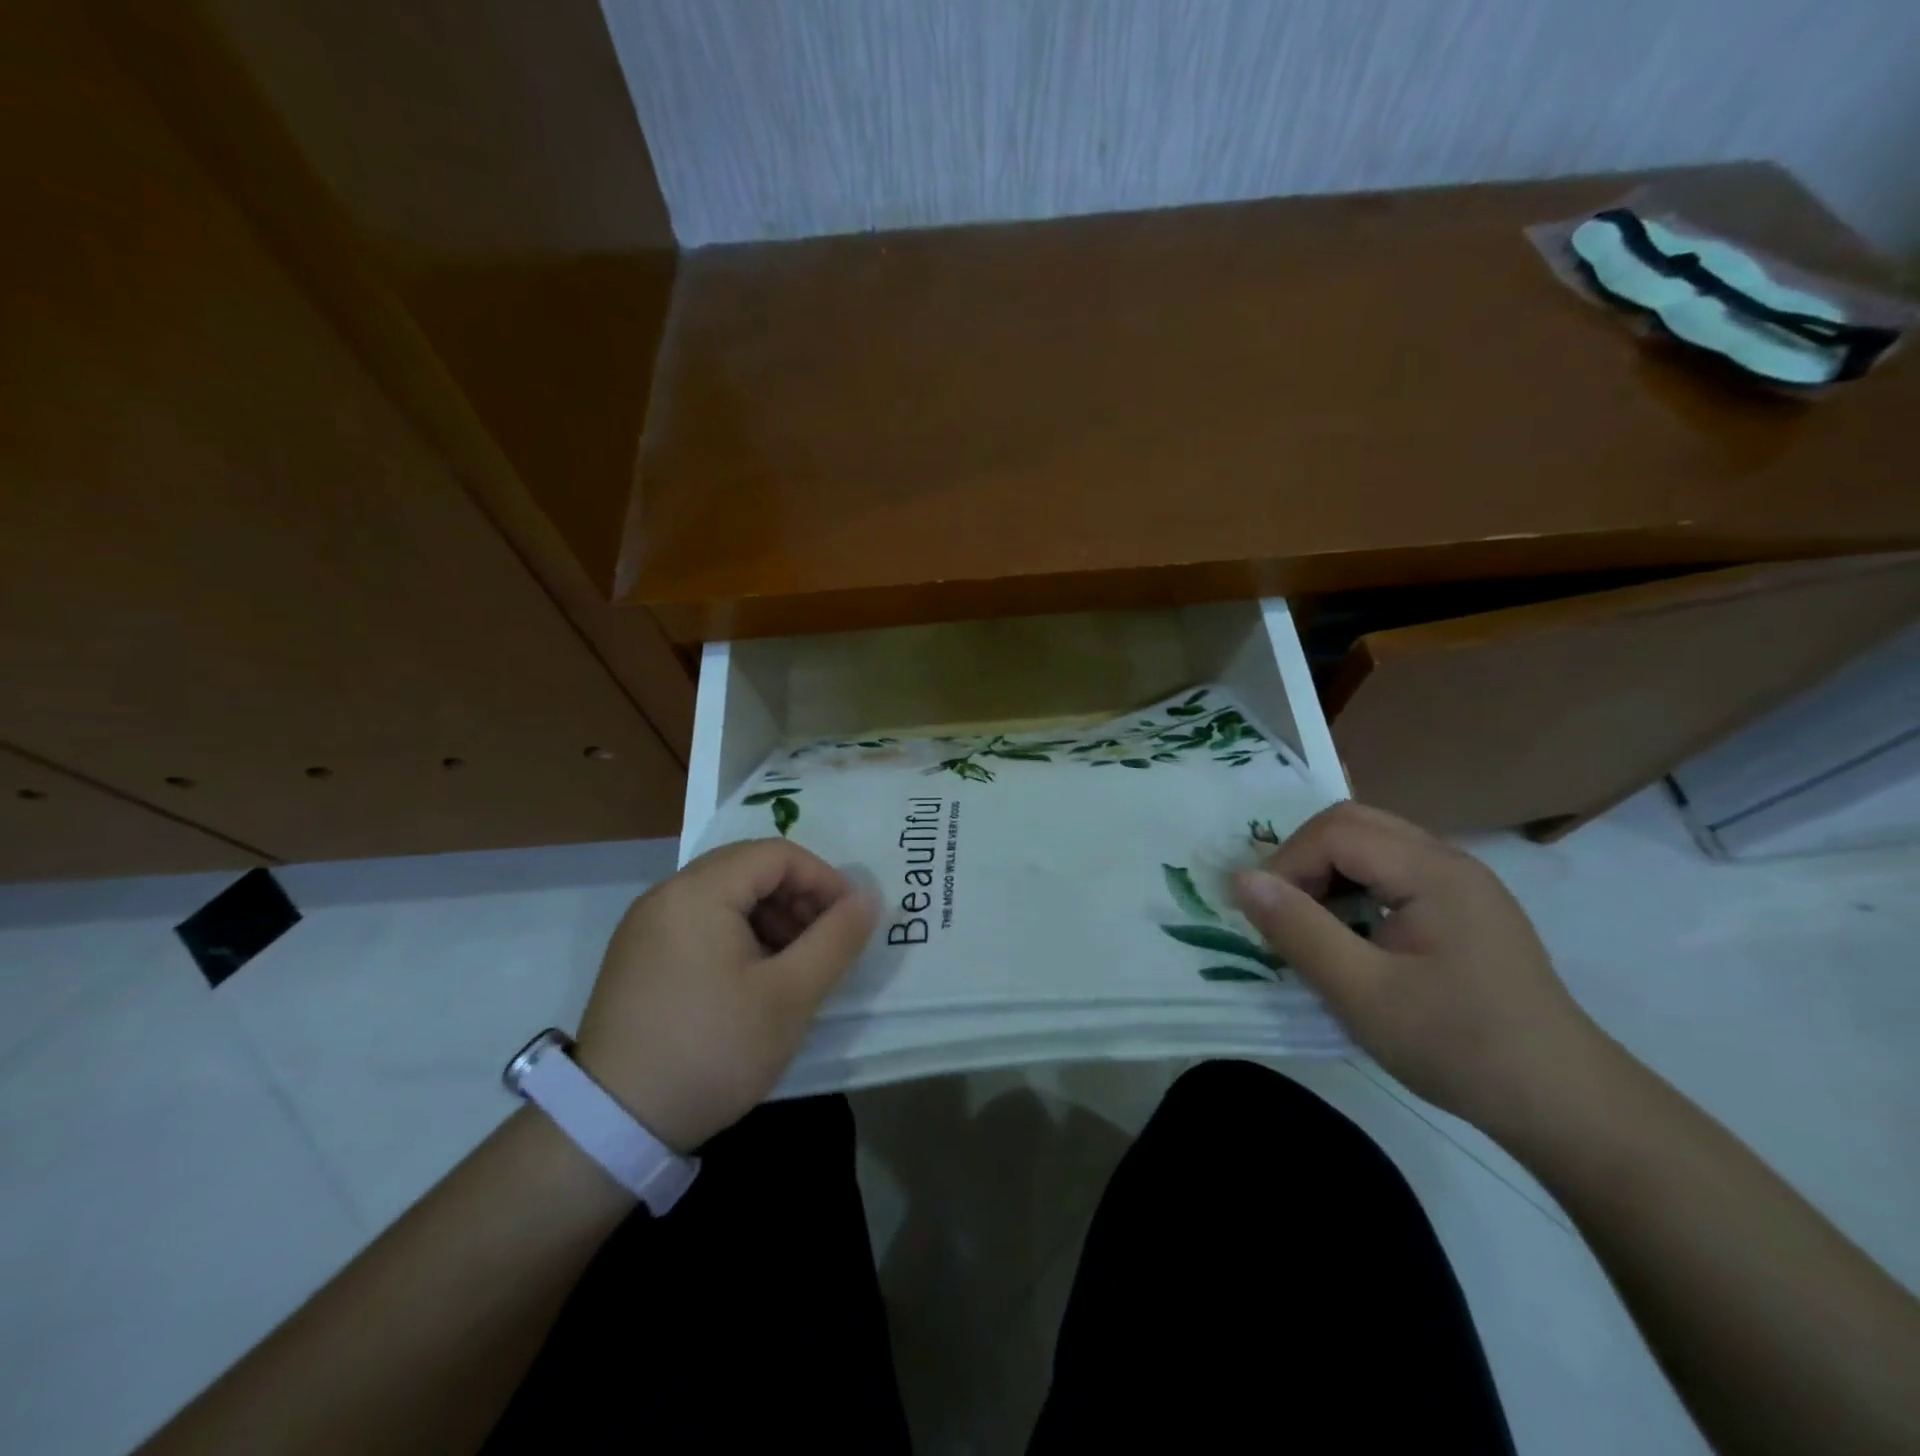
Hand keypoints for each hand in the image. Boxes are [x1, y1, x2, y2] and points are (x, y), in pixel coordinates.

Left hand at [574, 839, 876, 1152]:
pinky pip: (700, 923)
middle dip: (798, 897)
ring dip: (771, 917)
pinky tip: (755, 980)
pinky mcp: (638, 957)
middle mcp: (666, 895)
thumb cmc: (712, 1049)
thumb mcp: (790, 996)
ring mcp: (646, 926)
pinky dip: (739, 936)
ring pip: (725, 896)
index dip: (823, 879)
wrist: (613, 1126)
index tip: (850, 919)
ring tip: (795, 965)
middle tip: (825, 942)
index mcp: (698, 892)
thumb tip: (867, 898)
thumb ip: (836, 939)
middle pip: (748, 869)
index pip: (776, 854)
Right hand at [1231, 801, 1607, 1137]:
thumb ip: (1298, 930)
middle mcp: (1449, 861)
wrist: (1564, 1105)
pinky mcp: (1464, 908)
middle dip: (1304, 860)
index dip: (1287, 863)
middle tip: (1284, 913)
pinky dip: (1356, 889)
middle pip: (1354, 825)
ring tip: (1313, 927)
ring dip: (1328, 874)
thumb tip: (1240, 879)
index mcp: (1432, 871)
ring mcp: (1462, 884)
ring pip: (1372, 845)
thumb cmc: (1459, 1047)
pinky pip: (1393, 872)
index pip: (1336, 831)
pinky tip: (1354, 936)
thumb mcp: (1362, 994)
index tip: (1267, 917)